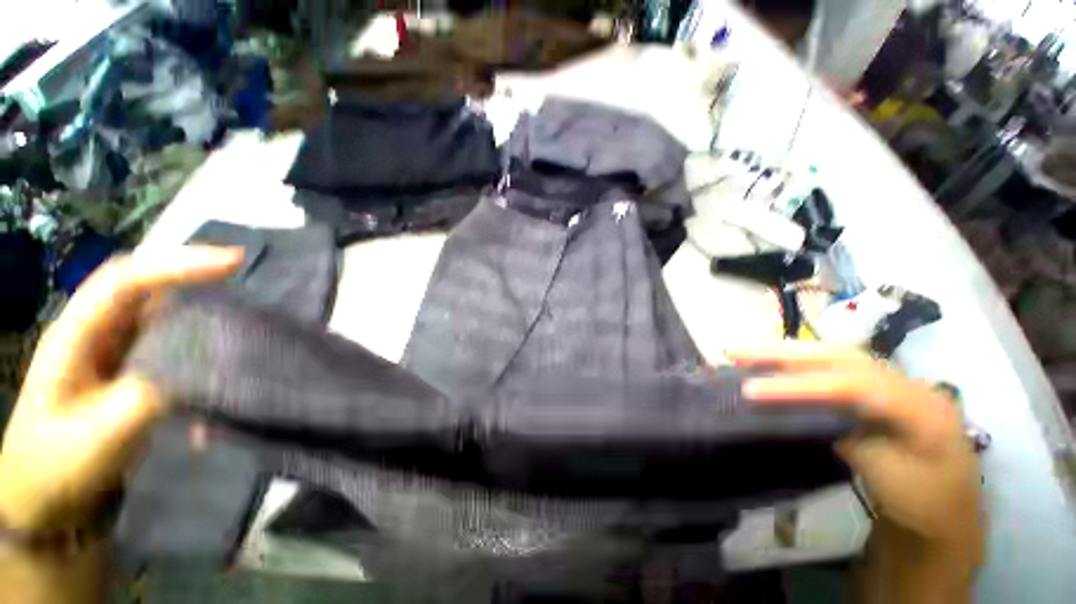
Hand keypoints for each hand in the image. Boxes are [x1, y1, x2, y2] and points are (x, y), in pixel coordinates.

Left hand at [0, 247, 241, 531]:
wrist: (46, 499)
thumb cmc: (58, 464)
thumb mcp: (101, 433)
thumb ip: (151, 393)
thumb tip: (207, 366)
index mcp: (76, 335)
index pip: (125, 280)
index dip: (177, 264)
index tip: (233, 262)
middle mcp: (97, 332)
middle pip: (146, 285)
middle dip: (192, 272)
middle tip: (243, 272)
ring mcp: (115, 352)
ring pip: (162, 314)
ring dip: (201, 309)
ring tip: (243, 311)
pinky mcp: (133, 373)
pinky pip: (172, 347)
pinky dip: (199, 347)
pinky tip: (220, 363)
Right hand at [731, 344, 981, 548]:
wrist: (947, 515)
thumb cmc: (923, 502)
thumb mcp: (887, 477)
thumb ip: (848, 436)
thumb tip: (801, 411)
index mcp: (920, 406)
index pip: (851, 385)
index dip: (799, 385)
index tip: (751, 390)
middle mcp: (907, 383)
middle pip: (840, 356)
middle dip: (786, 353)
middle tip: (738, 353)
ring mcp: (893, 384)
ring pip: (835, 357)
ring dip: (789, 354)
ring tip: (748, 353)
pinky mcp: (878, 392)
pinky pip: (836, 370)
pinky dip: (802, 364)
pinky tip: (778, 364)